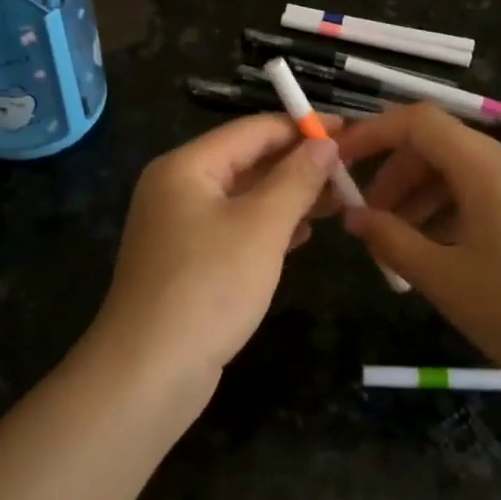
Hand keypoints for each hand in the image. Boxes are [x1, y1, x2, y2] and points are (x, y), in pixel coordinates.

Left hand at [88, 113, 340, 383]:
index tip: (350, 130)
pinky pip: (236, 230)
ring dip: (289, 197)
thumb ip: (296, 179)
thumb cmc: (209, 286)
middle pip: (247, 162)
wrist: (150, 371)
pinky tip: (303, 235)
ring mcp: (180, 228)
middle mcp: (178, 189)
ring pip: (244, 198)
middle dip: (298, 164)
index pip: (252, 130)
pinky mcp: (189, 263)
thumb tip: (326, 143)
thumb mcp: (262, 226)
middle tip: (350, 170)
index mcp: (187, 167)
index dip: (302, 127)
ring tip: (339, 200)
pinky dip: (269, 227)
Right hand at [333, 104, 500, 390]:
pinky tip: (441, 254)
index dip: (374, 133)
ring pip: (464, 174)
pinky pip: (488, 197)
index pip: (420, 121)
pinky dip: (453, 213)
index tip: (339, 162)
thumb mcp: (445, 279)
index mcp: (488, 169)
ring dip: (422, 198)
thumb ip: (393, 241)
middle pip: (441, 146)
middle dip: (396, 175)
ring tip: (398, 245)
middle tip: (367, 219)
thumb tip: (355, 217)